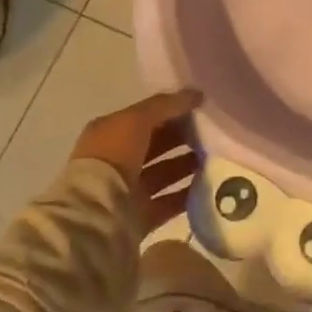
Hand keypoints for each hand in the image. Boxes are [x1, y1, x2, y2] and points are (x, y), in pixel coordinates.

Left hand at [70, 89, 202, 237]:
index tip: (202, 108)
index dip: (172, 111)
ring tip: (215, 157)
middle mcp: (116, 160)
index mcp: (110, 133)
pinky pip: (168, 202)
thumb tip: (196, 94)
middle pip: (157, 144)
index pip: (146, 117)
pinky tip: (208, 185)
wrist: (96, 213)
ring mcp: (127, 190)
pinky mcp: (138, 216)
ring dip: (187, 165)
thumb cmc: (113, 156)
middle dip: (183, 138)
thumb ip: (166, 105)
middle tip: (213, 134)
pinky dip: (186, 194)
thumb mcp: (137, 119)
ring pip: (164, 172)